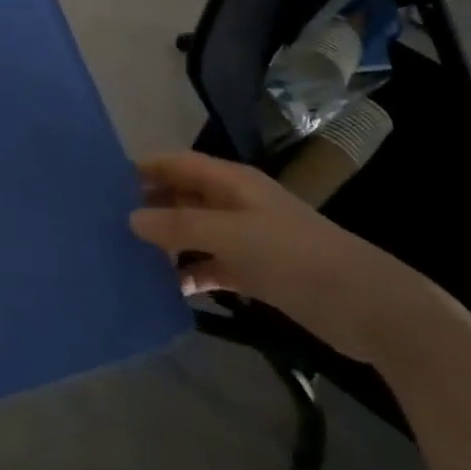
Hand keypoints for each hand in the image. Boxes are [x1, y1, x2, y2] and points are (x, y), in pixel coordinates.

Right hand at [130, 151, 425, 363]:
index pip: (178, 163)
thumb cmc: (296, 257)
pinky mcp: (254, 271)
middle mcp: (234, 204)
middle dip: (149, 206)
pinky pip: (210, 266)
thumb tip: (132, 218)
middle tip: (106, 224)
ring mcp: (245, 238)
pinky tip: (166, 290)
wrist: (366, 306)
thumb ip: (180, 225)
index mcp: (232, 182)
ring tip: (125, 257)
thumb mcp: (232, 236)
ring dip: (165, 243)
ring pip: (193, 232)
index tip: (104, 184)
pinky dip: (189, 274)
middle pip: (182, 196)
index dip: (144, 168)